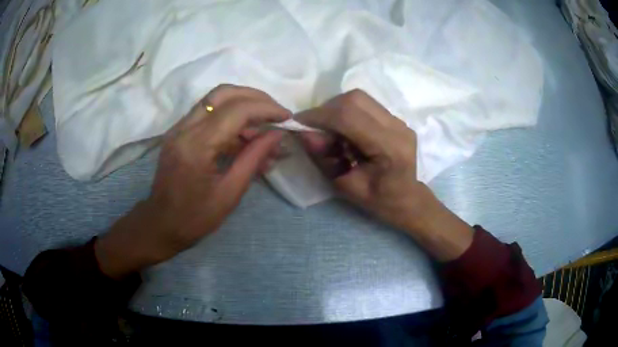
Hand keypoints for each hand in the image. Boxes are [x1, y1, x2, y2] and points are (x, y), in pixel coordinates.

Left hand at [95, 84, 289, 277]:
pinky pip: (208, 114)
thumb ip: (253, 159)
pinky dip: (230, 118)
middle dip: (255, 97)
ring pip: (215, 100)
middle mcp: (184, 129)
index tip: (287, 117)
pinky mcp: (178, 132)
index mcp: (197, 147)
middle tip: (276, 112)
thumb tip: (277, 134)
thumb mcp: (230, 193)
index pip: (236, 111)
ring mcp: (178, 128)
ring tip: (264, 129)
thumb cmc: (195, 218)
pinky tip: (245, 137)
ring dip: (244, 106)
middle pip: (223, 93)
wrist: (160, 224)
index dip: (266, 109)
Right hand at [297, 90, 473, 260]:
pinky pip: (366, 105)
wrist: (408, 199)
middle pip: (355, 99)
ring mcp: (399, 121)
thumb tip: (303, 132)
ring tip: (330, 130)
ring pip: (360, 98)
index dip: (319, 116)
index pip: (349, 117)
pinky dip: (347, 111)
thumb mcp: (346, 186)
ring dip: (336, 108)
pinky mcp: (396, 119)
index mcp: (389, 148)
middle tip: (315, 128)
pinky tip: (345, 130)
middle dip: (327, 109)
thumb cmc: (379, 201)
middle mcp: (398, 128)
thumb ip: (323, 158)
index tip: (298, 123)